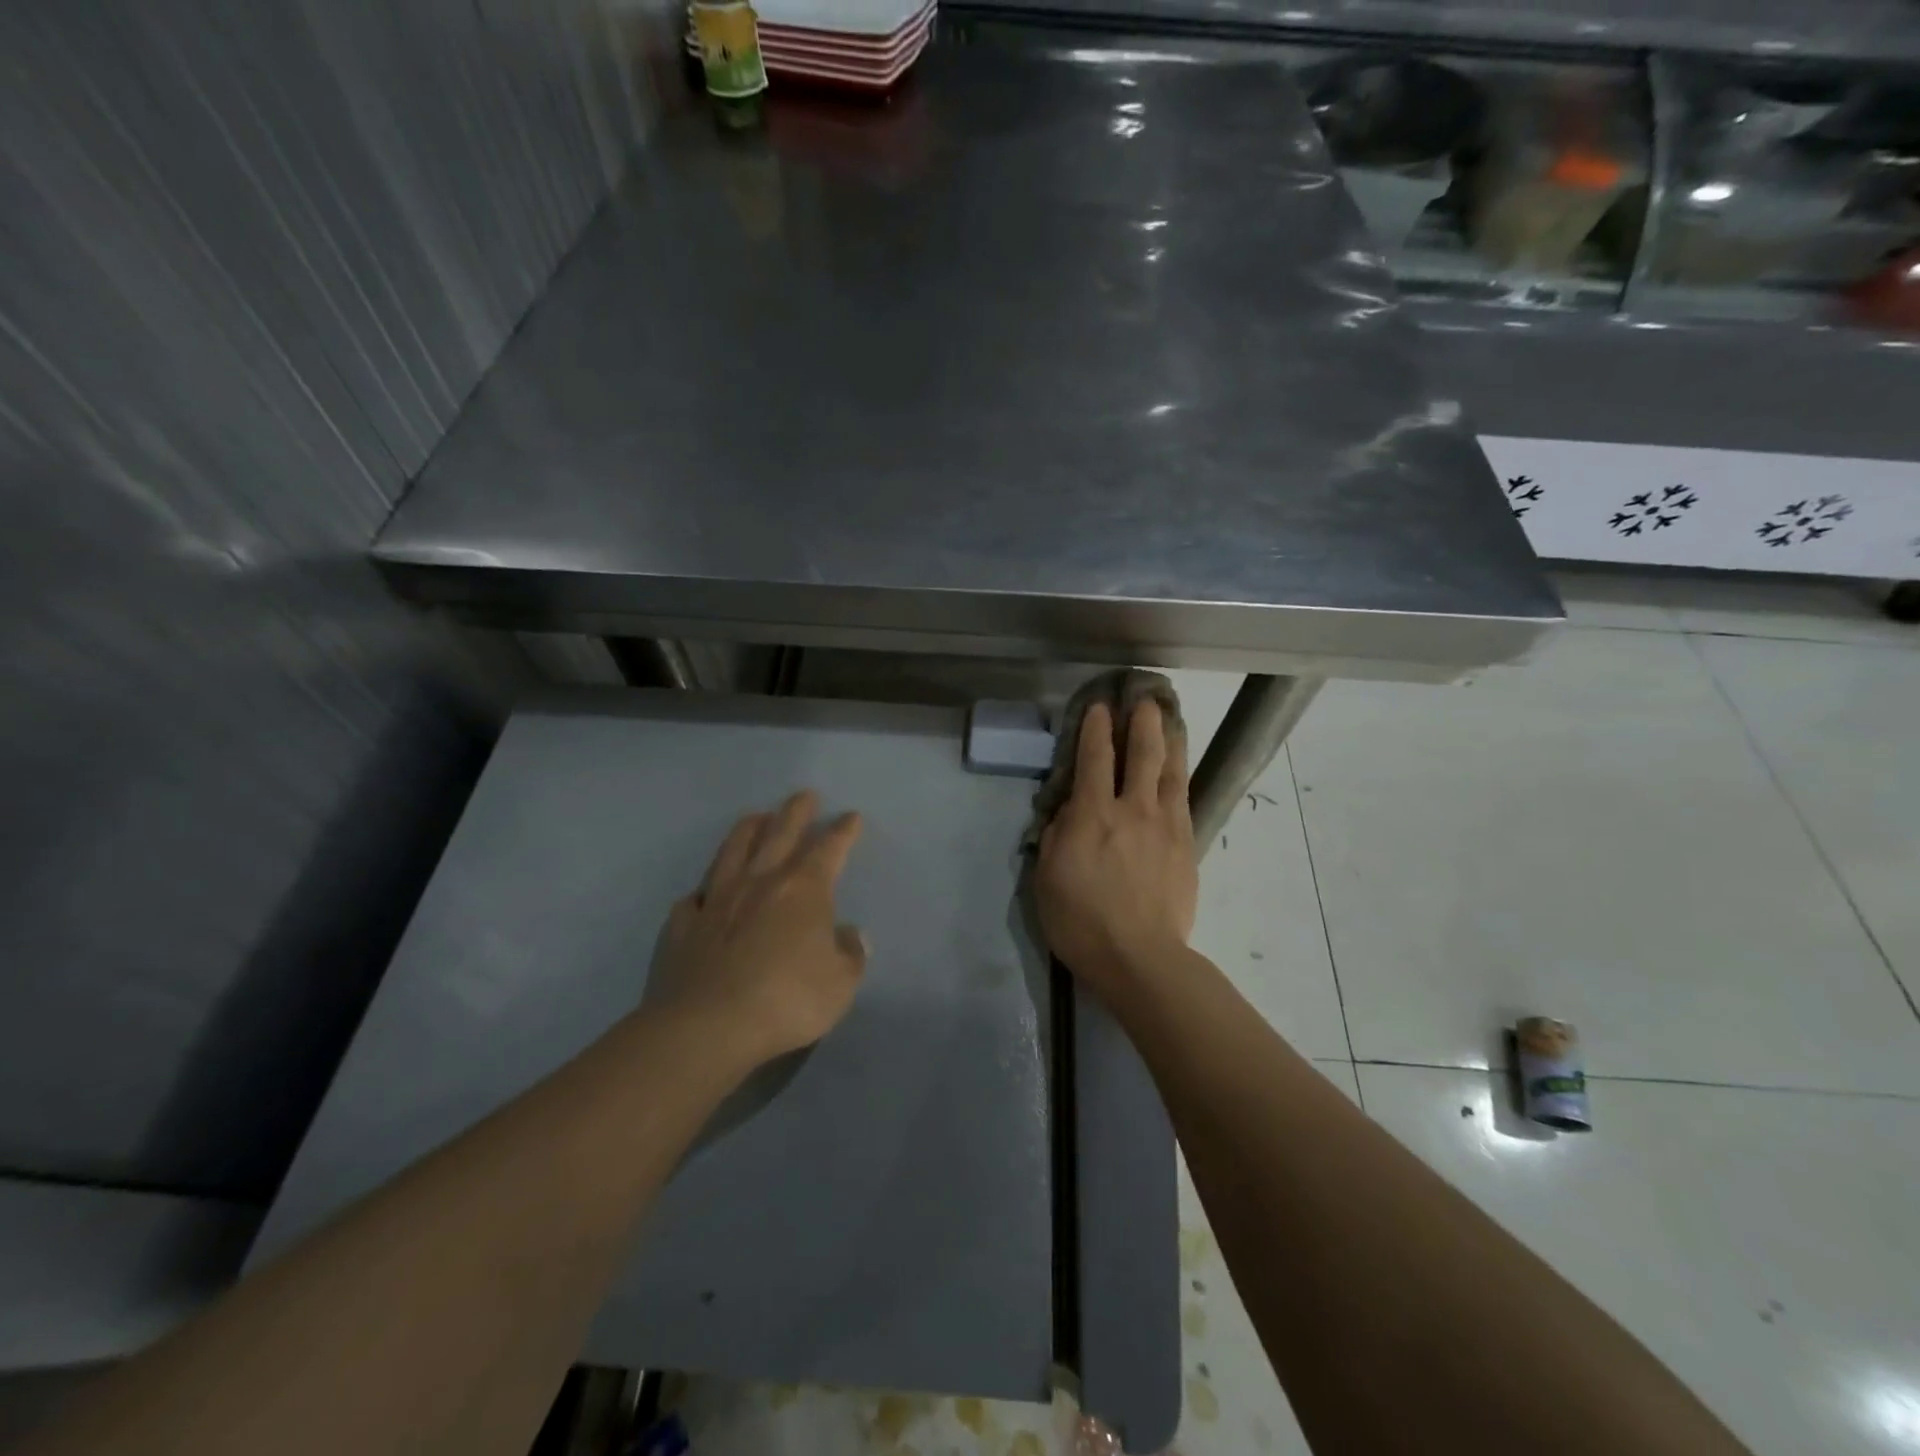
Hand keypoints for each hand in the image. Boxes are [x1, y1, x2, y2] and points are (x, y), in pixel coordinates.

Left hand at [647, 791, 867, 1067]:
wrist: (708, 1026)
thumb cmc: (787, 999)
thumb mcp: (839, 984)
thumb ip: (849, 955)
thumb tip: (849, 935)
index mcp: (803, 890)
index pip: (829, 849)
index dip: (842, 831)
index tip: (851, 817)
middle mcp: (759, 882)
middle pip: (779, 834)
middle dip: (796, 812)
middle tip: (804, 795)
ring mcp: (716, 900)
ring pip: (733, 851)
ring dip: (747, 830)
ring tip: (756, 817)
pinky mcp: (683, 925)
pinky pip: (694, 899)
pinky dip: (703, 891)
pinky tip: (703, 893)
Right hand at [1035, 699, 1197, 999]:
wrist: (1140, 957)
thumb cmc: (1081, 921)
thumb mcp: (1048, 876)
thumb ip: (1059, 833)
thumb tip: (1070, 809)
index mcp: (1092, 815)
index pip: (1094, 758)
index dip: (1095, 728)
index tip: (1099, 706)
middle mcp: (1132, 809)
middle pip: (1141, 753)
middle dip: (1142, 721)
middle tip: (1144, 698)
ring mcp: (1165, 825)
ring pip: (1170, 770)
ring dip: (1169, 739)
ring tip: (1170, 718)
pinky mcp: (1187, 844)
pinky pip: (1184, 798)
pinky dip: (1180, 775)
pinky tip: (1179, 767)